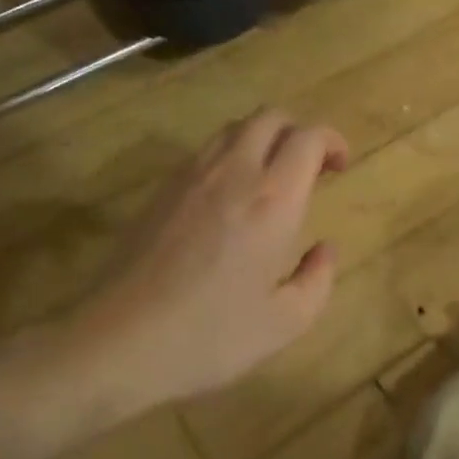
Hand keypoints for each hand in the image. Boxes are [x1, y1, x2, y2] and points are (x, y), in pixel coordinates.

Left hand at [74, 109, 348, 407]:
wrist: (119, 341)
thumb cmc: (210, 336)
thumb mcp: (285, 323)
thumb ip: (318, 279)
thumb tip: (324, 249)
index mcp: (272, 200)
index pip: (308, 138)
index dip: (332, 141)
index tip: (340, 166)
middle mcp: (234, 173)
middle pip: (271, 117)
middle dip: (299, 132)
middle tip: (310, 168)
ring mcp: (191, 176)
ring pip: (235, 127)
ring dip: (264, 139)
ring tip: (272, 178)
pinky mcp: (162, 189)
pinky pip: (206, 150)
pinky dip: (231, 154)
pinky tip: (230, 196)